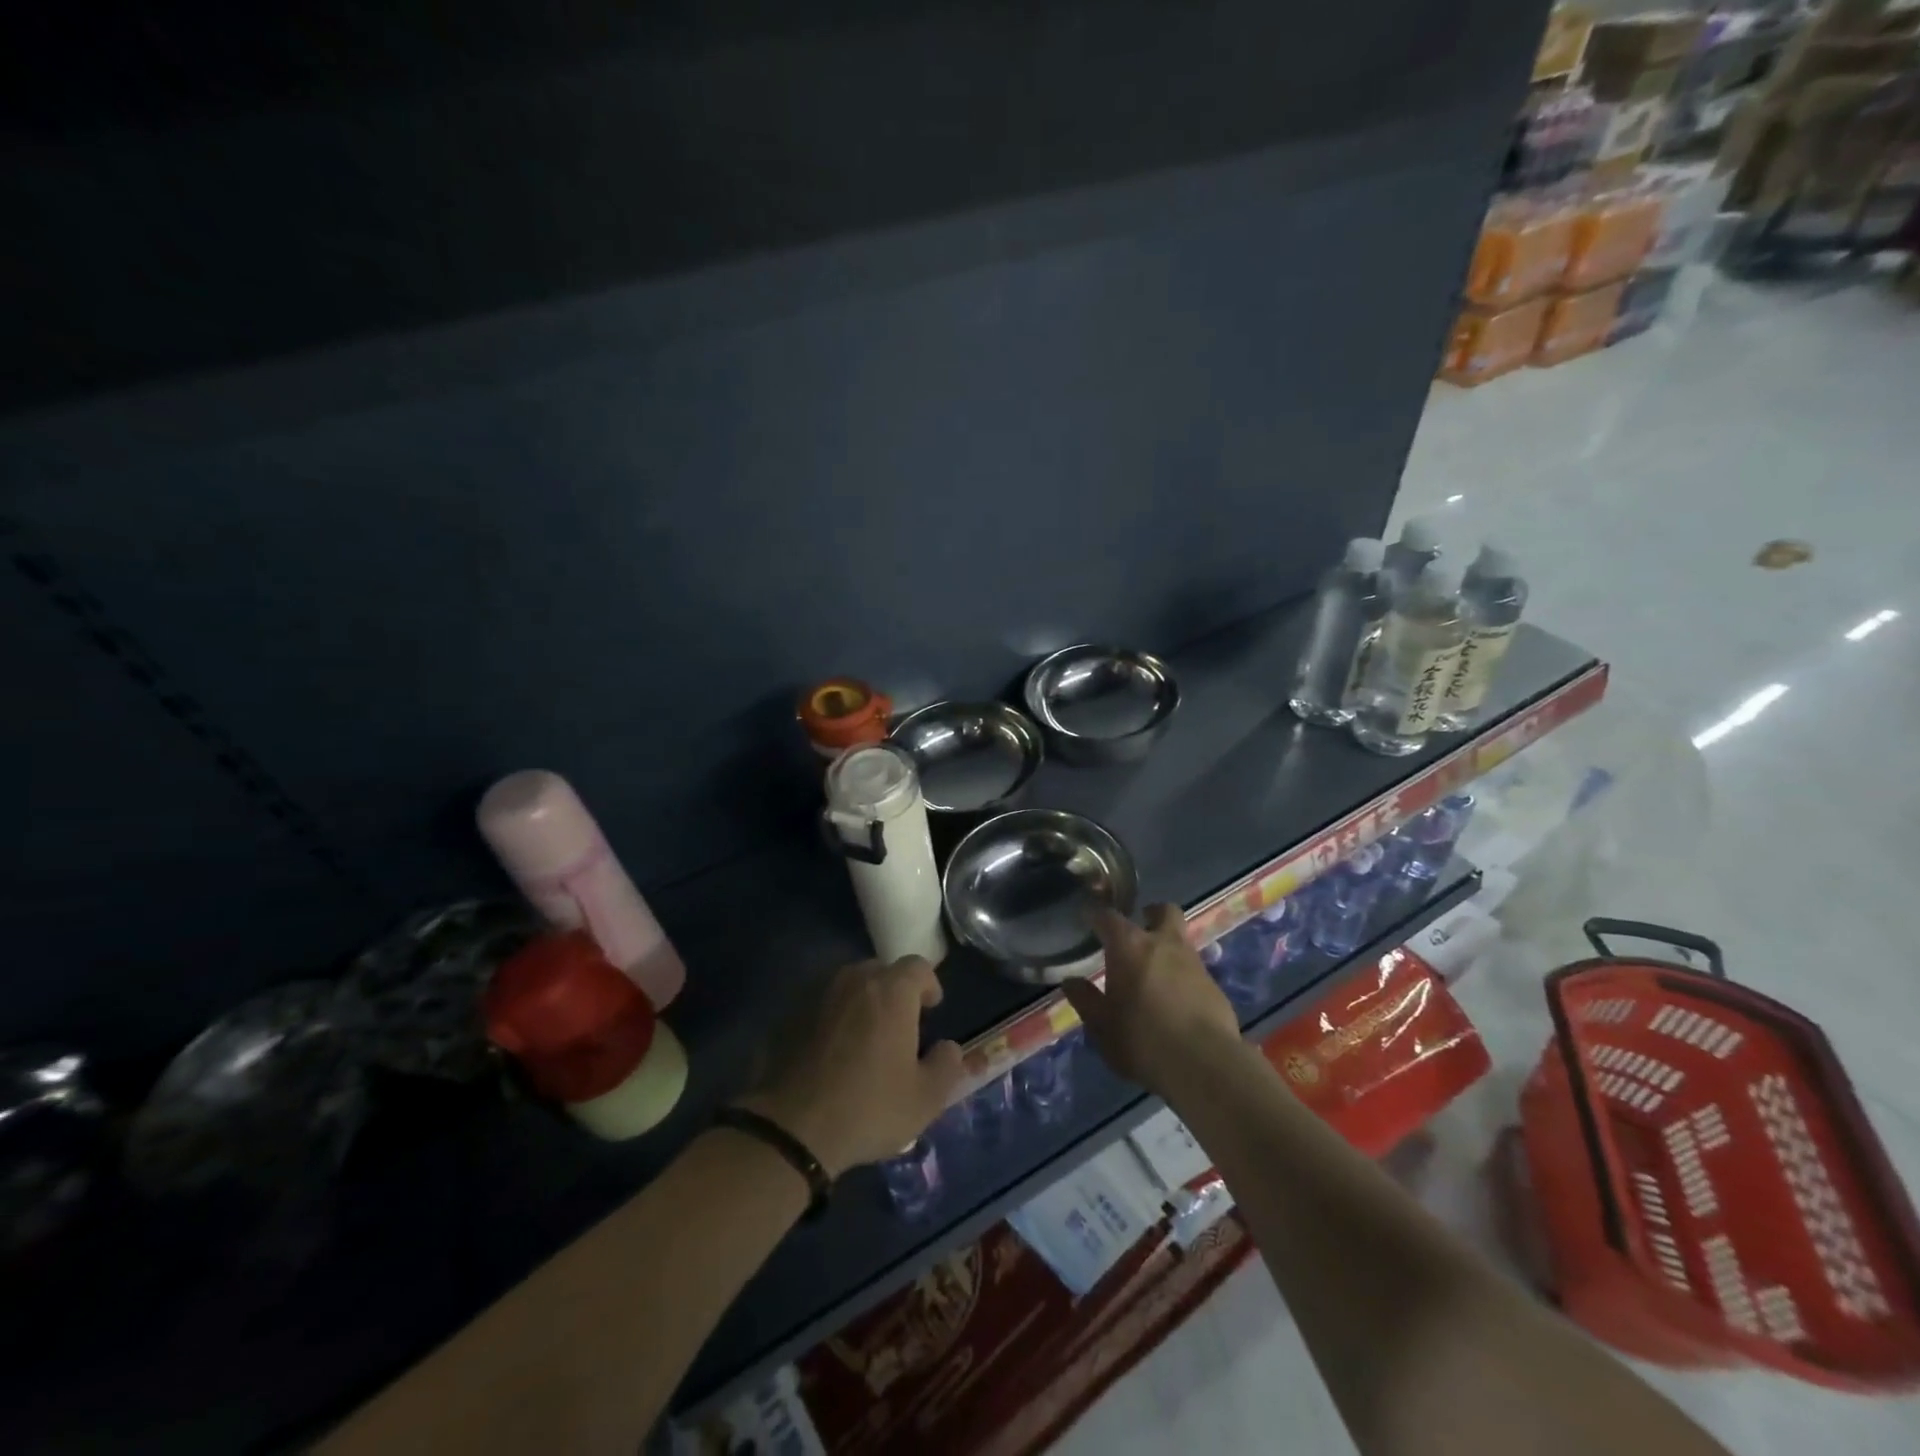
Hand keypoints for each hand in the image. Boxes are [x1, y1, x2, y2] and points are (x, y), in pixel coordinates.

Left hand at [736, 956, 963, 1177]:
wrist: (791, 1128)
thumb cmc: (869, 1108)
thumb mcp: (925, 1099)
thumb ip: (947, 1066)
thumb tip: (948, 1048)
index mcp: (891, 991)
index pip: (918, 966)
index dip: (928, 985)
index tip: (931, 1010)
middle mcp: (854, 980)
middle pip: (881, 971)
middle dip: (894, 991)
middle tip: (899, 1026)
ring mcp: (818, 994)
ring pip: (849, 986)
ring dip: (862, 1002)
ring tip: (864, 1038)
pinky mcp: (790, 1014)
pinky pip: (822, 1005)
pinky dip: (833, 1018)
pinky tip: (832, 1052)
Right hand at [1061, 904, 1242, 1095]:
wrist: (1205, 1064)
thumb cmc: (1141, 1039)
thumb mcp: (1101, 1025)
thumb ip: (1085, 999)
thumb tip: (1071, 981)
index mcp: (1130, 947)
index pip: (1109, 917)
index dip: (1097, 916)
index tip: (1089, 919)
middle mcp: (1164, 944)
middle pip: (1164, 911)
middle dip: (1151, 914)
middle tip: (1140, 927)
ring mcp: (1194, 963)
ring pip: (1182, 940)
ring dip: (1168, 948)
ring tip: (1154, 973)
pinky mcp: (1215, 987)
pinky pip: (1195, 971)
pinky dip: (1183, 977)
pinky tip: (1176, 1001)